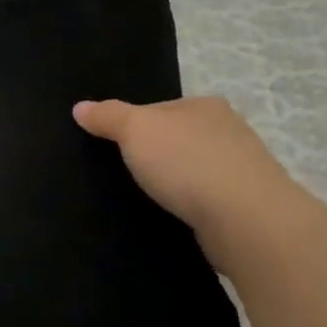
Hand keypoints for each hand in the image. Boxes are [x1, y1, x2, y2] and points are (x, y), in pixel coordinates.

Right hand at [73, 96, 303, 254]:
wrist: (247, 220)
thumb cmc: (187, 163)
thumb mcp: (135, 130)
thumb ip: (107, 116)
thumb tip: (80, 107)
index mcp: (204, 106)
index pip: (158, 109)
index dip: (132, 125)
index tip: (113, 146)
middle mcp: (228, 130)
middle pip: (176, 138)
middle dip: (154, 154)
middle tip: (123, 173)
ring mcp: (241, 169)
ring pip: (192, 170)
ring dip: (173, 182)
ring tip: (144, 198)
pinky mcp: (246, 205)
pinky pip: (205, 198)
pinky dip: (188, 205)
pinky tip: (173, 216)